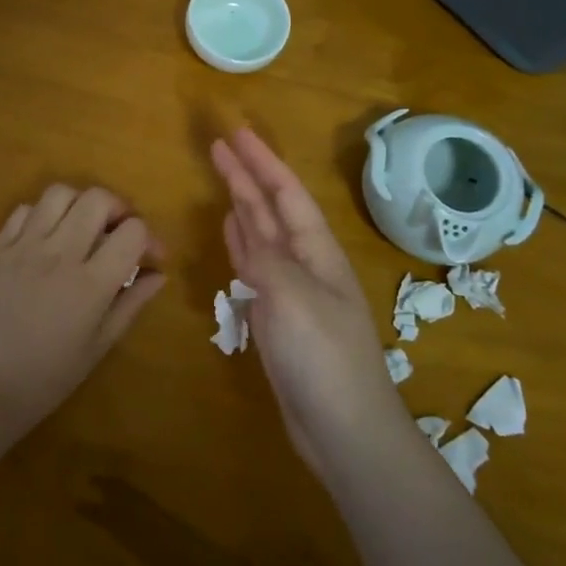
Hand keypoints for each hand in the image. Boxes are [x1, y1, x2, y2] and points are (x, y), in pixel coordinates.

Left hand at [0, 184, 164, 440]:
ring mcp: (24, 247)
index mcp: (91, 283)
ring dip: (79, 204)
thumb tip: (159, 274)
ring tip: (81, 228)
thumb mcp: (99, 346)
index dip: (149, 238)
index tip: (149, 258)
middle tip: (117, 234)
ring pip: (59, 193)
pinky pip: (23, 210)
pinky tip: (46, 238)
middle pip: (97, 198)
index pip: (133, 231)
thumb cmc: (48, 377)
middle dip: (118, 209)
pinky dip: (42, 215)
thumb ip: (131, 304)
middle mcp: (59, 254)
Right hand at [211, 128, 412, 475]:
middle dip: (248, 176)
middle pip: (272, 210)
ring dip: (244, 206)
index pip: (286, 193)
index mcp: (317, 252)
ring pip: (263, 236)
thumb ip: (266, 260)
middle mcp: (306, 264)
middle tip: (219, 147)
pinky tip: (232, 233)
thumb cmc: (324, 358)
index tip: (236, 134)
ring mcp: (292, 292)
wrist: (346, 431)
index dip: (261, 161)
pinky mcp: (278, 319)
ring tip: (226, 180)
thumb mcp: (293, 298)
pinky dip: (241, 246)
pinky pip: (255, 269)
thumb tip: (245, 232)